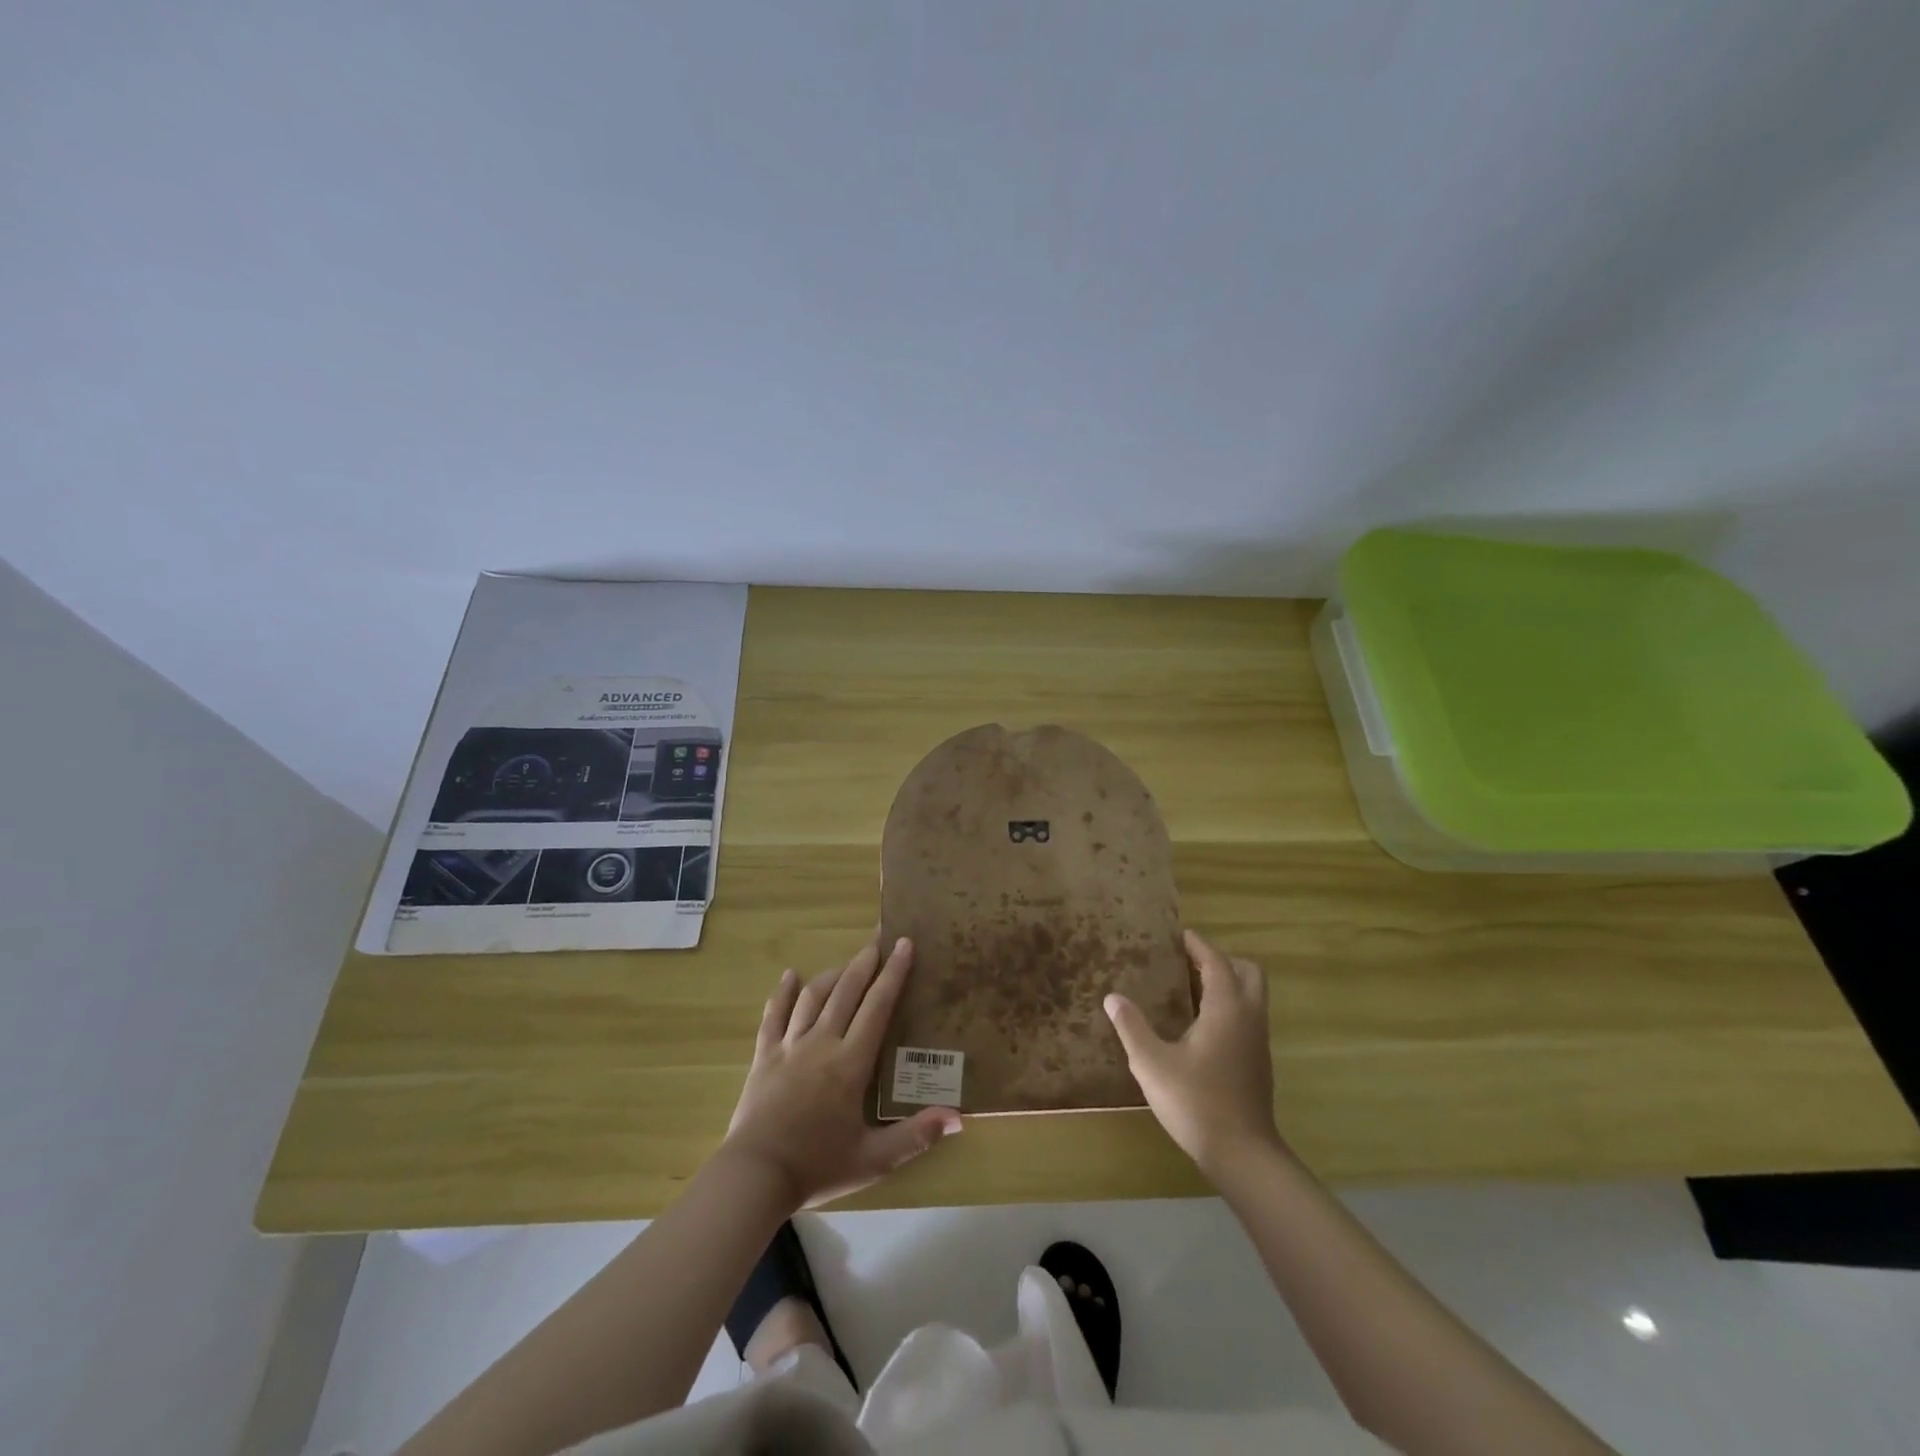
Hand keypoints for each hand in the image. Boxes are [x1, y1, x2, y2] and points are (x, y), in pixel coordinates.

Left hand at [722, 934, 961, 1209]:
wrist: (755, 1176)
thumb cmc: (817, 1166)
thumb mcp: (874, 1159)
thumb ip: (915, 1136)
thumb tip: (958, 1118)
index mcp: (851, 1062)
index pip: (878, 1006)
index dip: (893, 973)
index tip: (904, 944)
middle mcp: (822, 1042)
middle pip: (846, 991)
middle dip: (865, 962)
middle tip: (878, 939)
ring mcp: (790, 1046)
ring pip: (813, 997)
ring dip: (832, 975)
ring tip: (846, 964)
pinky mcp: (764, 1056)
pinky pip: (774, 1015)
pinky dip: (783, 993)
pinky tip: (790, 976)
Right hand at [1105, 929, 1283, 1177]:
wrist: (1242, 1155)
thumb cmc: (1196, 1102)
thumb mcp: (1152, 1063)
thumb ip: (1132, 1027)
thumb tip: (1112, 997)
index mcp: (1226, 1009)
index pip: (1217, 962)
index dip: (1198, 945)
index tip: (1178, 935)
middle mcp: (1248, 1018)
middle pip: (1247, 972)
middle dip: (1221, 960)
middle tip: (1187, 963)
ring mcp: (1257, 1041)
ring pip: (1250, 996)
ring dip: (1226, 984)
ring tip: (1187, 989)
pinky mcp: (1257, 1062)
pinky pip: (1246, 1017)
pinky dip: (1228, 1007)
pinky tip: (1198, 1026)